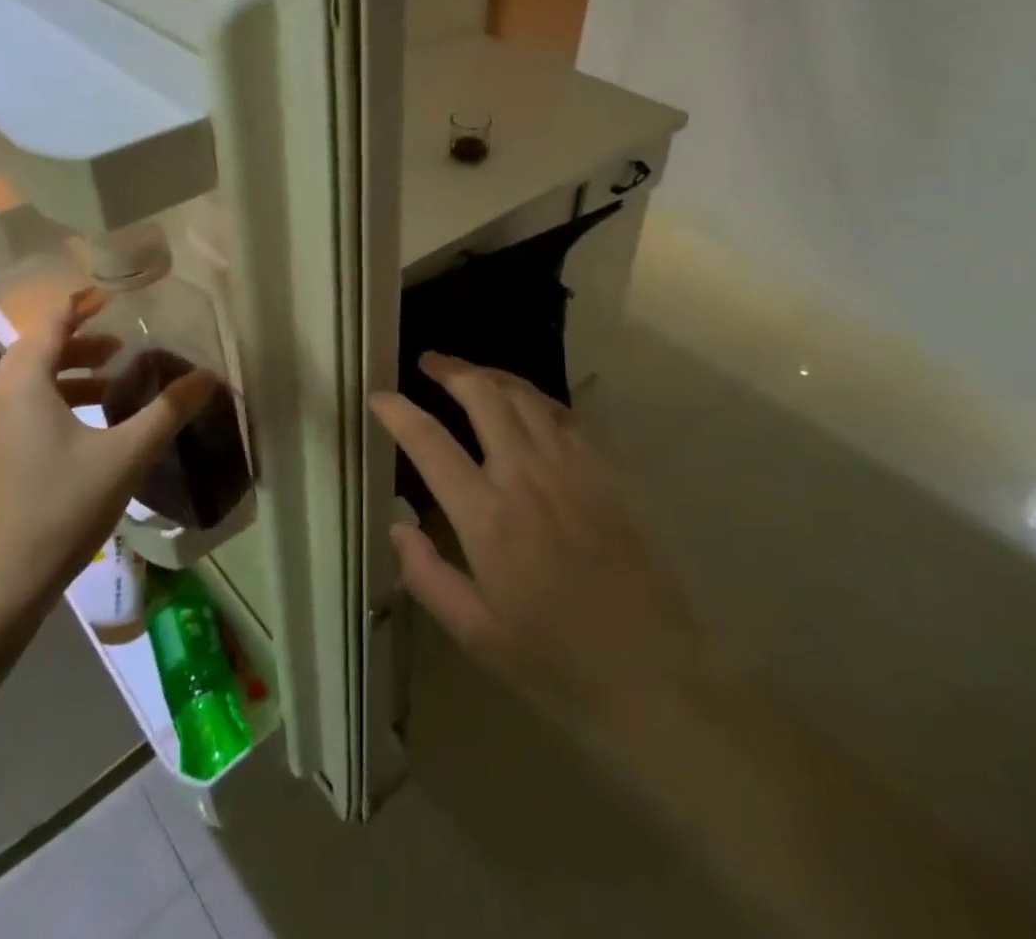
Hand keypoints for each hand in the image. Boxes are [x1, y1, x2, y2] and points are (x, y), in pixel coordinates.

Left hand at [0, 290, 213, 624]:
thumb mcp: (125, 455)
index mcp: (23, 386)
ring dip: (69, 373)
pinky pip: (24, 409)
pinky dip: (56, 400)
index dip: (79, 305)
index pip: (49, 325)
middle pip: (36, 352)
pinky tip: (88, 428)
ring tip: (111, 382)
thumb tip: (208, 377)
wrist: (1, 586)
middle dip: (79, 341)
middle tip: (120, 343)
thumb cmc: (62, 507)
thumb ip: (167, 411)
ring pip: (29, 384)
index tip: (112, 296)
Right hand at [372, 353, 703, 736]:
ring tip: (469, 372)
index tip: (379, 395)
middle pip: (482, 395)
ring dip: (490, 374)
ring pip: (524, 394)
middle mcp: (526, 475)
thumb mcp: (476, 634)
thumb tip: (397, 527)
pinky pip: (563, 413)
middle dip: (449, 370)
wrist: (656, 673)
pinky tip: (525, 402)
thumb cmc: (557, 661)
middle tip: (429, 362)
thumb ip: (426, 576)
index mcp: (486, 517)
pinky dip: (534, 396)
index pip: (430, 443)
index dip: (399, 412)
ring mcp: (571, 465)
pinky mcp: (606, 469)